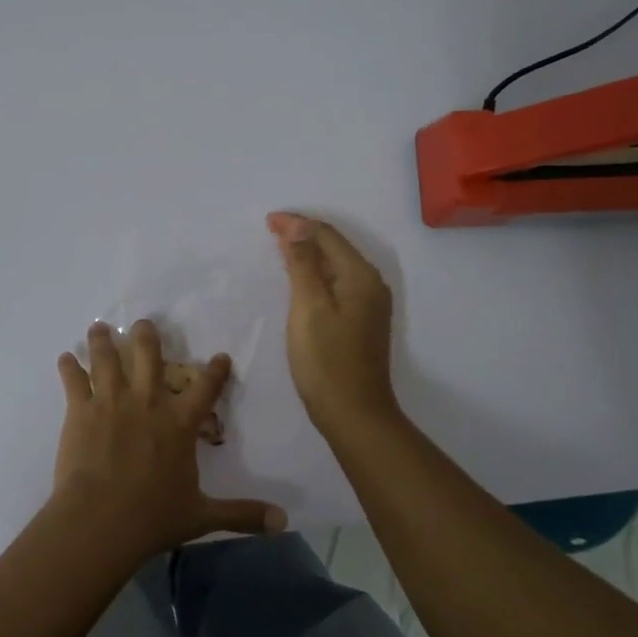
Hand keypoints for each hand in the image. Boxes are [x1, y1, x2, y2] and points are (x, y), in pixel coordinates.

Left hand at [49, 320, 285, 564]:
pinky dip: (69, 367)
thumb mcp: (202, 516)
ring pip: (107, 358)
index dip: (216, 371)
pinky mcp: (80, 411)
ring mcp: (111, 402)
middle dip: (146, 336)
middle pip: (148, 355)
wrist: (100, 521)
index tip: (221, 356)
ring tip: (99, 326)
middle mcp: (147, 402)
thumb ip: (241, 514)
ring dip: (103, 340)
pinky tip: (65, 357)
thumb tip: (283, 522)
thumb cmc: (153, 517)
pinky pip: (74, 380)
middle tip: (143, 324)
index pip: (206, 388)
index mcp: (180, 423)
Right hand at [267, 212, 398, 432]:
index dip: (297, 224)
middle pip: (334, 247)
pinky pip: (336, 284)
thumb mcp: (308, 307)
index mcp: (361, 276)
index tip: (266, 221)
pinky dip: (316, 275)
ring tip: (279, 249)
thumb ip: (302, 263)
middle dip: (303, 234)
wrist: (354, 414)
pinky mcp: (361, 321)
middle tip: (269, 231)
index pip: (327, 235)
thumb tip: (296, 225)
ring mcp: (368, 304)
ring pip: (335, 265)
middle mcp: (371, 284)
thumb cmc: (326, 361)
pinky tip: (299, 281)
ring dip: (309, 254)